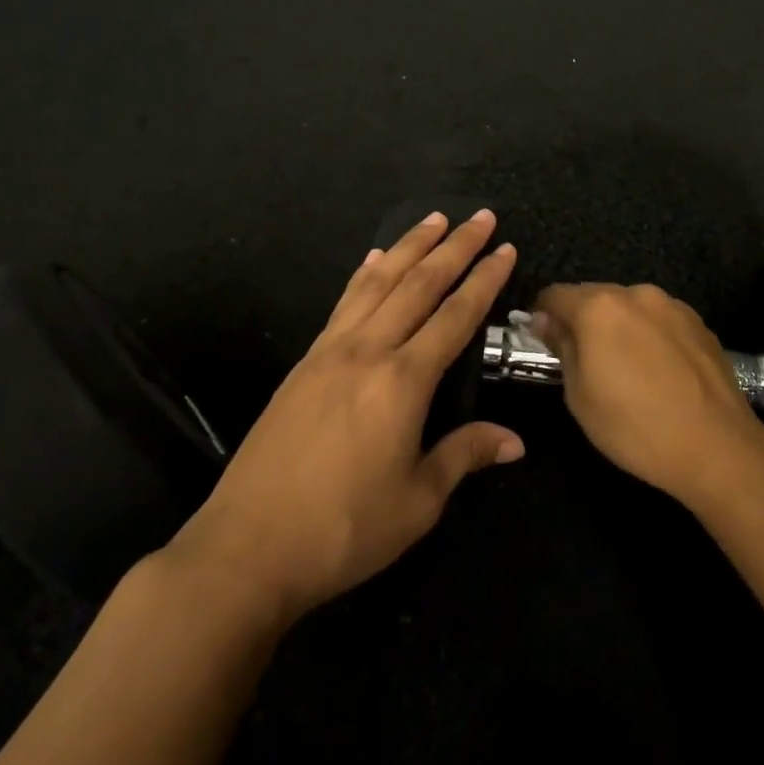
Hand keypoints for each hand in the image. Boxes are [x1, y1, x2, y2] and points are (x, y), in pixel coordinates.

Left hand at [163, 211, 522, 624]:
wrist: (248, 547)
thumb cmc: (343, 529)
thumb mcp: (418, 502)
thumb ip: (465, 456)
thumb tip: (515, 441)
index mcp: (403, 381)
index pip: (456, 316)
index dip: (484, 280)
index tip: (505, 247)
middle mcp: (368, 351)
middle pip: (418, 284)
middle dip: (454, 247)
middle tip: (479, 217)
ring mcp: (330, 351)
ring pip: (378, 282)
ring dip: (409, 246)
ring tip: (434, 219)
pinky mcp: (304, 362)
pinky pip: (343, 302)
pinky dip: (364, 274)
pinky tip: (373, 259)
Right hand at [529, 283, 763, 506]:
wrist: (717, 447)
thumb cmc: (635, 426)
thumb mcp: (579, 395)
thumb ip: (561, 347)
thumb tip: (546, 321)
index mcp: (599, 307)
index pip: (554, 295)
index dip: (541, 316)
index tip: (542, 342)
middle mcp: (635, 294)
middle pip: (593, 295)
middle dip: (581, 320)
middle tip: (582, 360)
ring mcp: (672, 305)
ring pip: (628, 306)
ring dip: (617, 326)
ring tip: (625, 367)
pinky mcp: (699, 322)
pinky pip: (658, 319)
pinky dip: (648, 334)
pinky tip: (657, 370)